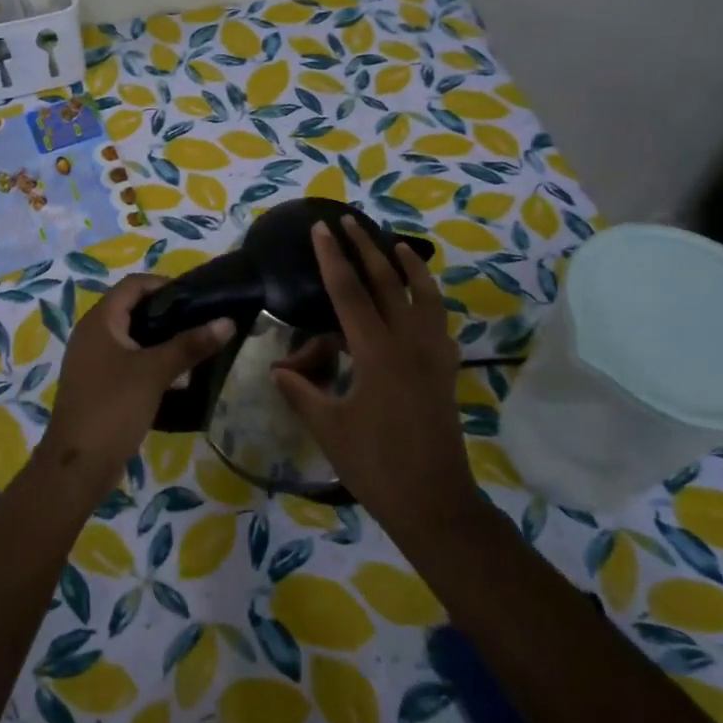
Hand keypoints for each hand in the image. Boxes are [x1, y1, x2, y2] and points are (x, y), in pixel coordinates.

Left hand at [43, 275, 233, 494]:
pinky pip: (127, 361)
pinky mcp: (98, 385)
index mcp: (99, 321)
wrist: (77, 466)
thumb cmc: (113, 407)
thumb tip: (227, 322)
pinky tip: (175, 376)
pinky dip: (150, 361)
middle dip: (167, 313)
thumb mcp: (155, 373)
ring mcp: (93, 361)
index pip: (134, 284)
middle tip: (201, 323)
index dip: (165, 285)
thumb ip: (190, 345)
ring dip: (160, 339)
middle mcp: (92, 334)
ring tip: (194, 347)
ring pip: (132, 337)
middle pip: (133, 309)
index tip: (197, 299)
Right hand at [272, 220, 475, 535]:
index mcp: (377, 353)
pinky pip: (439, 320)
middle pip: (387, 282)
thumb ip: (302, 391)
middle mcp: (410, 344)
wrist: (435, 502)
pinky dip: (428, 297)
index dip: (332, 258)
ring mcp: (434, 355)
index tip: (321, 228)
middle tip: (350, 220)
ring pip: (424, 295)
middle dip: (366, 248)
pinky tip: (420, 298)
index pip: (349, 293)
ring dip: (408, 265)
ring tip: (396, 244)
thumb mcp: (329, 428)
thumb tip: (276, 369)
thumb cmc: (376, 466)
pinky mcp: (446, 370)